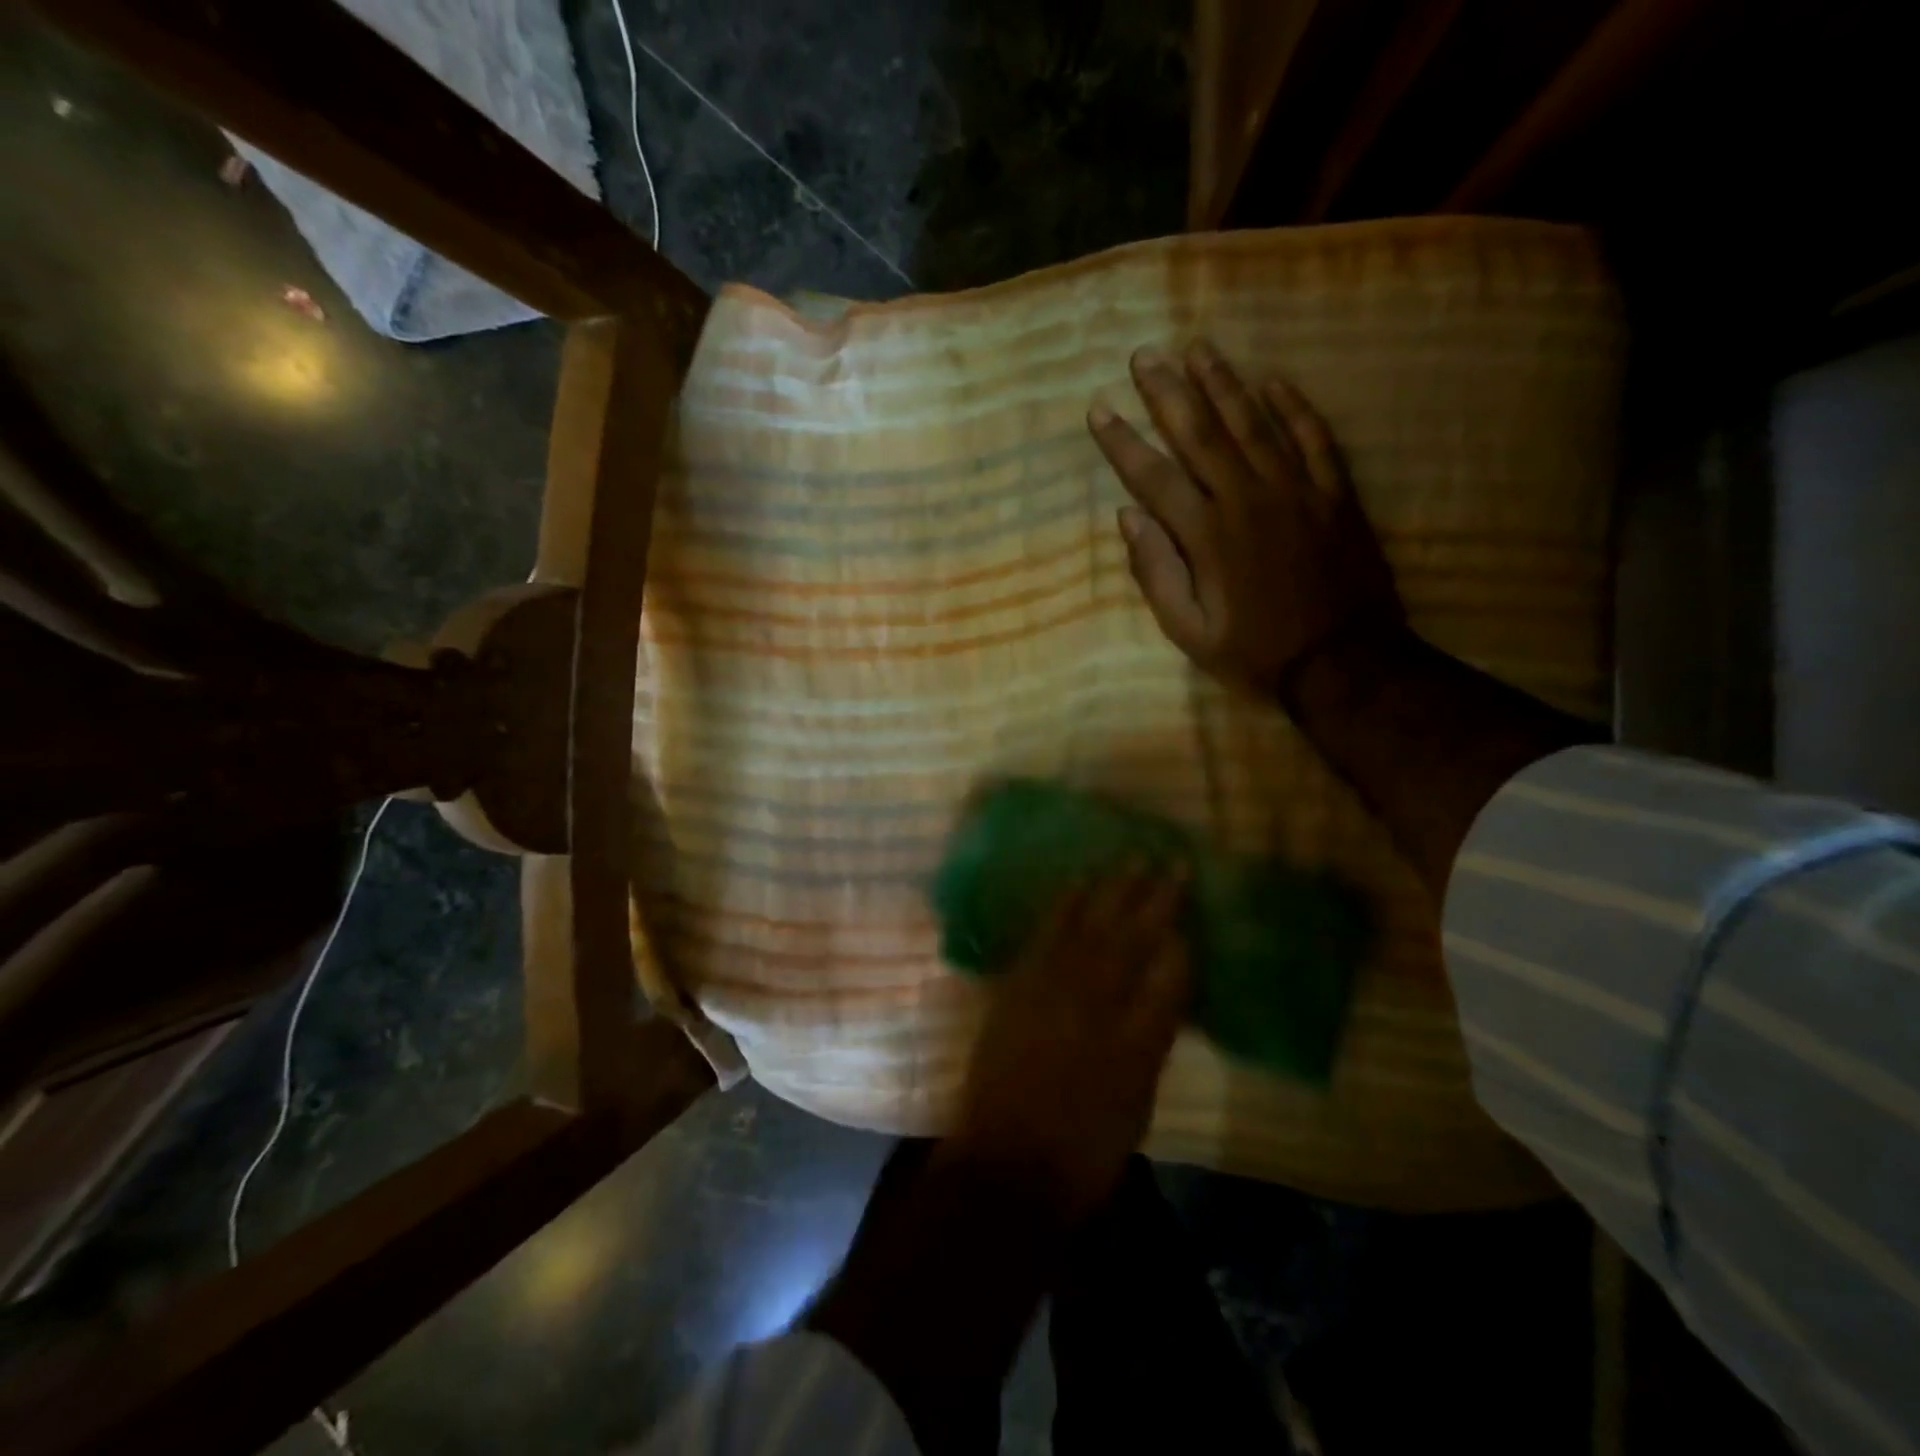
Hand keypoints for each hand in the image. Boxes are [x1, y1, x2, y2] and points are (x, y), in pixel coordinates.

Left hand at [945, 867, 1191, 1225]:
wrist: (1006, 1164)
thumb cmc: (1084, 1151)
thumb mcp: (1138, 1104)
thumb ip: (1153, 1039)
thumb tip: (1165, 990)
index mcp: (1135, 1040)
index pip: (1169, 975)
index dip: (1184, 938)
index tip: (1196, 905)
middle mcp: (1095, 1003)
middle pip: (1130, 940)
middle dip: (1154, 898)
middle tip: (1173, 862)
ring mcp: (1051, 990)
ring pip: (1088, 927)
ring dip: (1111, 891)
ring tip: (1130, 860)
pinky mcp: (1018, 986)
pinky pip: (1044, 934)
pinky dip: (1062, 906)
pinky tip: (1075, 886)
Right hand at [1088, 339, 1403, 695]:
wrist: (1345, 663)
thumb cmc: (1257, 653)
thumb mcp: (1191, 633)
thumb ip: (1157, 575)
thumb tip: (1128, 518)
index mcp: (1207, 535)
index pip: (1153, 476)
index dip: (1122, 442)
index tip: (1098, 410)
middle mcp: (1247, 499)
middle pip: (1201, 433)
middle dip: (1168, 392)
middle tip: (1145, 355)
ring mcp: (1296, 491)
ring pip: (1254, 423)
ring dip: (1224, 383)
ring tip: (1198, 349)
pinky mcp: (1335, 494)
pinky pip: (1314, 438)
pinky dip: (1295, 407)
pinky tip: (1275, 381)